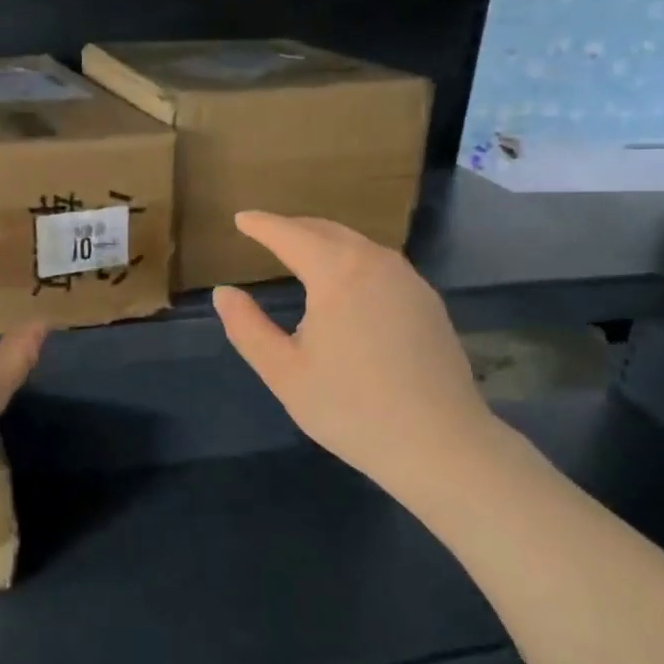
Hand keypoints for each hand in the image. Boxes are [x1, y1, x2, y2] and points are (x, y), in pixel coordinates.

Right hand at [212, 213, 493, 492]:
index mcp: (337, 272)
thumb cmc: (351, 409)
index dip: (262, 225)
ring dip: (325, 242)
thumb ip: (247, 328)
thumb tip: (224, 293)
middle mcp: (376, 262)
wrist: (440, 444)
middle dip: (294, 228)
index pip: (291, 234)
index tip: (241, 219)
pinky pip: (380, 264)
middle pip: (327, 231)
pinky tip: (346, 285)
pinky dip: (352, 261)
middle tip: (267, 233)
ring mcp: (409, 279)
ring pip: (358, 245)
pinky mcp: (428, 301)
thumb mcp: (284, 373)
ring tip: (301, 254)